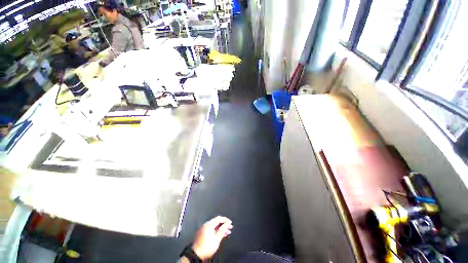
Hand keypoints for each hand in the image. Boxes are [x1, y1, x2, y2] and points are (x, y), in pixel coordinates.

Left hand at [192, 216, 232, 259]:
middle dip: (224, 224)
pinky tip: (222, 235)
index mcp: (208, 225)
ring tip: (228, 232)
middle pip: (216, 222)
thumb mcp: (217, 238)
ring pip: (214, 226)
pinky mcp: (203, 234)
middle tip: (230, 228)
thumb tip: (228, 223)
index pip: (218, 218)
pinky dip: (217, 231)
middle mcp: (205, 226)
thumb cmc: (208, 246)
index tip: (231, 224)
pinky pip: (211, 229)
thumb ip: (223, 230)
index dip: (226, 220)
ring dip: (221, 228)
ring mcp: (204, 230)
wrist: (198, 253)